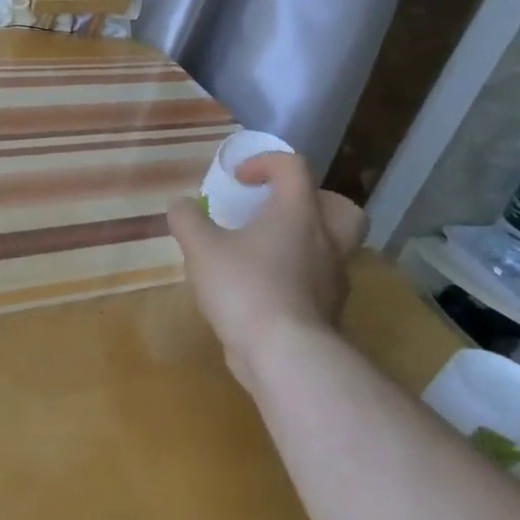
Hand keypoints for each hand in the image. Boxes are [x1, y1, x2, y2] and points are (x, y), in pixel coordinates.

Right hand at [167, 152, 367, 391]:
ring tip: (264, 252)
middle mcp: (325, 241)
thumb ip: (188, 220)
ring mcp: (333, 280)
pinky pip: (318, 282)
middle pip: (340, 208)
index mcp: (298, 214)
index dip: (265, 162)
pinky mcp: (329, 313)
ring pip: (333, 248)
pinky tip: (263, 289)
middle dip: (311, 201)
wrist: (286, 356)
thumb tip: (179, 204)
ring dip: (304, 242)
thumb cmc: (245, 288)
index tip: (238, 179)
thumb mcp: (201, 248)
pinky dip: (297, 277)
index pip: (294, 168)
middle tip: (277, 210)